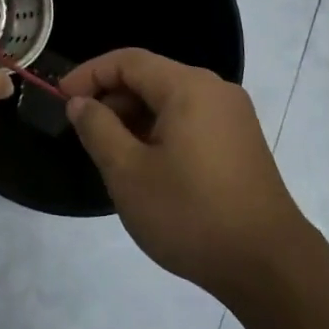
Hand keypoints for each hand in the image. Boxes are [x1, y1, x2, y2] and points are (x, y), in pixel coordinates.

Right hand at [60, 49, 308, 300]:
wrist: (269, 267)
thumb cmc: (191, 214)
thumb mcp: (129, 173)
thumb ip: (98, 129)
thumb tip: (80, 102)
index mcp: (188, 87)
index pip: (128, 61)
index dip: (89, 74)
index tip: (60, 99)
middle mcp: (215, 90)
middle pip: (151, 77)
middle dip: (112, 99)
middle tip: (84, 133)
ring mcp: (233, 116)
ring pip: (171, 101)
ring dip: (135, 118)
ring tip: (112, 154)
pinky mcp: (241, 143)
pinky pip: (191, 120)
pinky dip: (161, 132)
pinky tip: (149, 167)